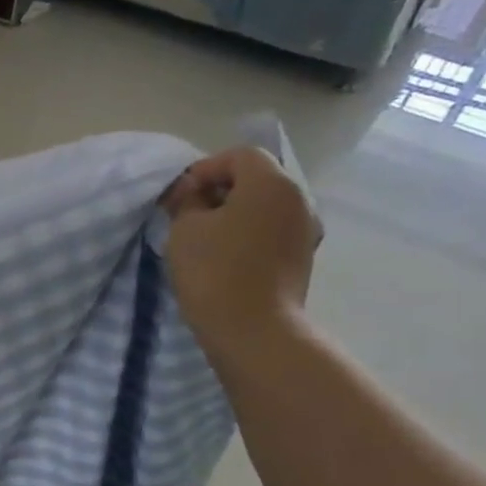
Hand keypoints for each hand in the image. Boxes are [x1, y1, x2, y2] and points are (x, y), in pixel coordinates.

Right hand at [163, 146, 318, 366]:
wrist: (252, 329)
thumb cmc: (214, 270)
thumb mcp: (185, 228)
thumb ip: (188, 200)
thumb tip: (194, 193)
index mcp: (272, 184)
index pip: (240, 155)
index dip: (206, 168)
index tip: (180, 194)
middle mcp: (298, 199)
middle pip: (257, 178)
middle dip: (220, 189)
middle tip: (186, 212)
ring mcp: (305, 229)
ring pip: (265, 205)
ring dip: (234, 212)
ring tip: (202, 235)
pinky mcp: (301, 256)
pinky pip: (271, 229)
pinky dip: (247, 231)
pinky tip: (223, 254)